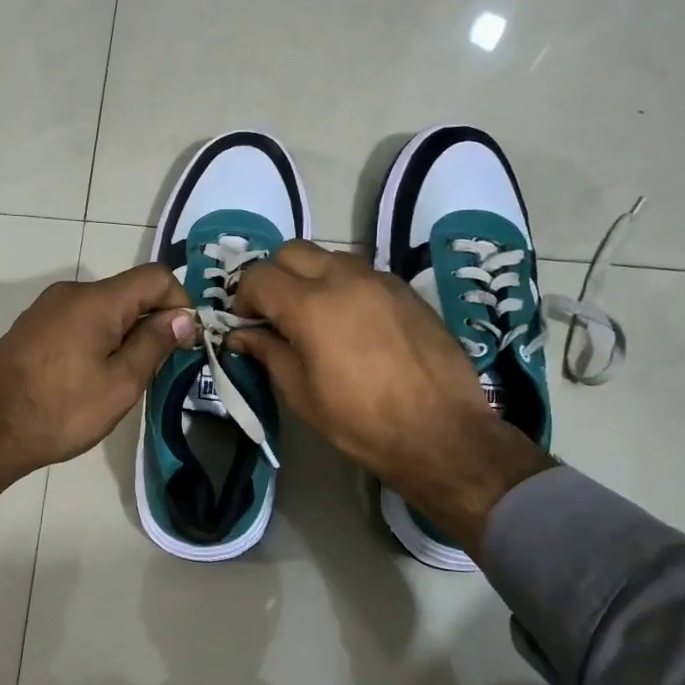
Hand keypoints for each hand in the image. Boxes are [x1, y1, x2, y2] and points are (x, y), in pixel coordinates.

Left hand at [0, 265, 195, 520]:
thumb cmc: (62, 410)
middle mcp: (71, 292)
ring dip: (124, 333)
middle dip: (152, 321)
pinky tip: (89, 376)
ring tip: (123, 377)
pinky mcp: (31, 327)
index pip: (156, 276)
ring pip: (103, 308)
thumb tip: (184, 316)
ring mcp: (46, 308)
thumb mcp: (121, 383)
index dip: (180, 302)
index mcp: (97, 300)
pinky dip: (97, 338)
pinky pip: (78, 321)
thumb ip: (155, 343)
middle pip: (129, 291)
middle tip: (158, 367)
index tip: (184, 342)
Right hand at [228, 242, 552, 542]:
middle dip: (274, 277)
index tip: (246, 324)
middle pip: (291, 251)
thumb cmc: (362, 422)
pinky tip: (351, 324)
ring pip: (329, 256)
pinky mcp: (406, 290)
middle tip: (275, 314)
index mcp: (311, 306)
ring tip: (314, 318)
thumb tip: (241, 334)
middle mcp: (344, 279)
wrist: (443, 433)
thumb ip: (268, 353)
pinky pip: (361, 273)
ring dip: (309, 277)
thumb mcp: (302, 394)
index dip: (242, 297)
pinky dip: (343, 286)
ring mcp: (379, 280)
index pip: (258, 276)